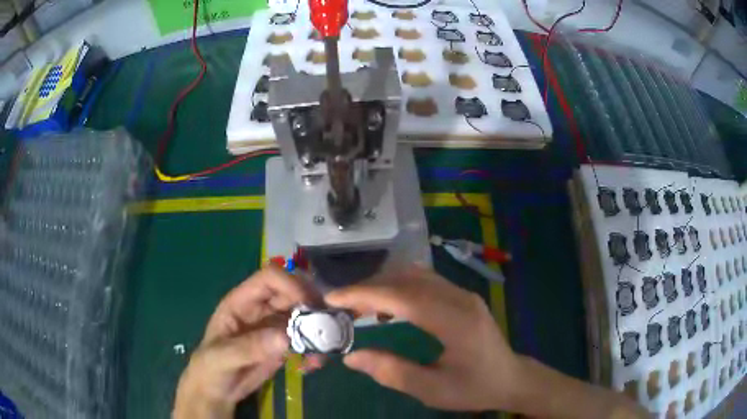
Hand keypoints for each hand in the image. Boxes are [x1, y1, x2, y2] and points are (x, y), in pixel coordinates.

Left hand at [173, 266, 317, 418]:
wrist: (216, 390)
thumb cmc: (210, 367)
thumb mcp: (222, 357)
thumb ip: (248, 347)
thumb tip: (285, 338)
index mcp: (242, 301)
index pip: (270, 278)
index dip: (290, 284)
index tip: (309, 305)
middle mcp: (261, 309)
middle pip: (293, 293)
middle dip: (312, 305)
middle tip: (328, 326)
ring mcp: (274, 327)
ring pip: (304, 315)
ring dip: (319, 329)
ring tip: (323, 350)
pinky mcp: (284, 345)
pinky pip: (306, 339)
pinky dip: (316, 348)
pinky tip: (314, 364)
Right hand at [325, 266, 520, 410]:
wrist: (510, 378)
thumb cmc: (474, 388)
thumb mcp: (432, 390)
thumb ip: (392, 372)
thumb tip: (352, 357)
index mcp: (456, 321)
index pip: (403, 296)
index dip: (364, 294)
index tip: (333, 298)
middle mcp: (460, 298)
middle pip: (407, 279)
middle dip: (368, 288)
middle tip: (341, 305)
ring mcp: (462, 294)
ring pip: (415, 276)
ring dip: (383, 285)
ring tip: (358, 306)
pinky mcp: (461, 296)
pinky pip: (424, 282)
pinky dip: (398, 288)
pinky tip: (387, 307)